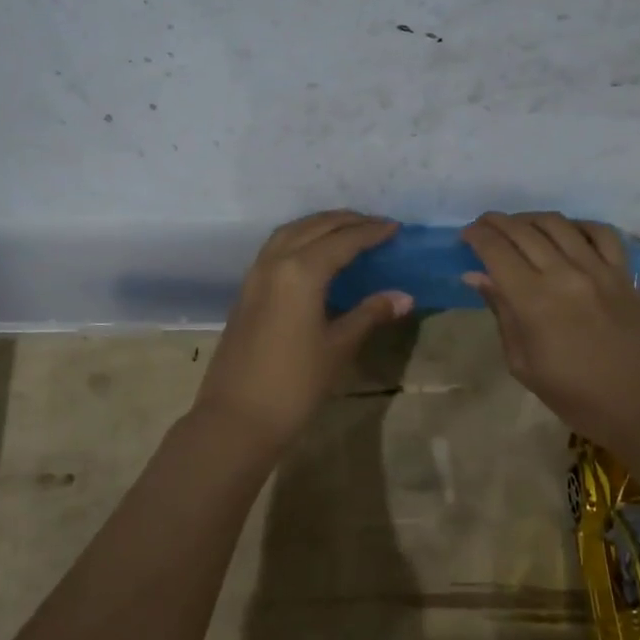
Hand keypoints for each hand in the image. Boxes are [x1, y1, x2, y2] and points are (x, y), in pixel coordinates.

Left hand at [192, 211, 413, 451]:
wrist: (236, 418)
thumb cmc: (294, 385)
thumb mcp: (338, 348)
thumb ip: (369, 314)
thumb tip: (403, 296)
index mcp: (301, 272)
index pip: (343, 240)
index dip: (372, 232)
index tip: (396, 228)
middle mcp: (275, 262)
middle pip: (315, 227)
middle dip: (347, 221)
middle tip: (377, 225)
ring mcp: (255, 275)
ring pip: (290, 233)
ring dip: (320, 225)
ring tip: (347, 231)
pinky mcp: (246, 291)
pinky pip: (275, 248)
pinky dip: (299, 239)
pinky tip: (314, 254)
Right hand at [461, 211, 639, 447]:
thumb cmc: (575, 395)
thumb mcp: (523, 364)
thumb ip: (502, 313)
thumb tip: (477, 276)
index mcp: (534, 301)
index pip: (496, 250)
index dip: (477, 236)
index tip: (466, 235)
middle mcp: (565, 274)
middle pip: (523, 230)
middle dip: (497, 222)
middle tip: (484, 226)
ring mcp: (599, 269)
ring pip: (558, 224)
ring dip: (531, 218)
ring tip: (519, 226)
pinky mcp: (625, 273)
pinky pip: (601, 233)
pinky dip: (579, 225)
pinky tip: (568, 232)